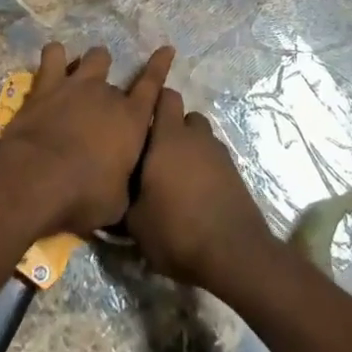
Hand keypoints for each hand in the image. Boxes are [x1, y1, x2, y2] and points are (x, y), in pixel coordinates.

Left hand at [0, 43, 172, 235]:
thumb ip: (125, 186)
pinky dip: (55, 55)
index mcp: (132, 119)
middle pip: (118, 79)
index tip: (166, 49)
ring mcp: (77, 84)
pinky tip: (54, 60)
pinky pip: (53, 55)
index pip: (153, 85)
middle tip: (103, 108)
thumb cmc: (83, 195)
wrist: (36, 178)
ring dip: (93, 63)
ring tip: (86, 72)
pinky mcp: (47, 85)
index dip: (160, 66)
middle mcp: (108, 94)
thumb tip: (123, 185)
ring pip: (93, 57)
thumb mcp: (117, 204)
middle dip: (113, 92)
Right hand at [126, 89, 276, 293]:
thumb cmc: (177, 230)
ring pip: (201, 139)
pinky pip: (214, 160)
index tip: (139, 119)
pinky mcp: (235, 173)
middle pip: (185, 116)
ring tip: (177, 178)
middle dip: (172, 129)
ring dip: (190, 149)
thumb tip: (116, 191)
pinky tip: (196, 195)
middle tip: (155, 155)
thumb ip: (124, 198)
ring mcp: (219, 154)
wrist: (234, 254)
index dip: (153, 102)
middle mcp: (196, 137)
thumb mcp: (136, 222)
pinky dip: (205, 169)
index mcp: (168, 137)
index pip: (165, 97)